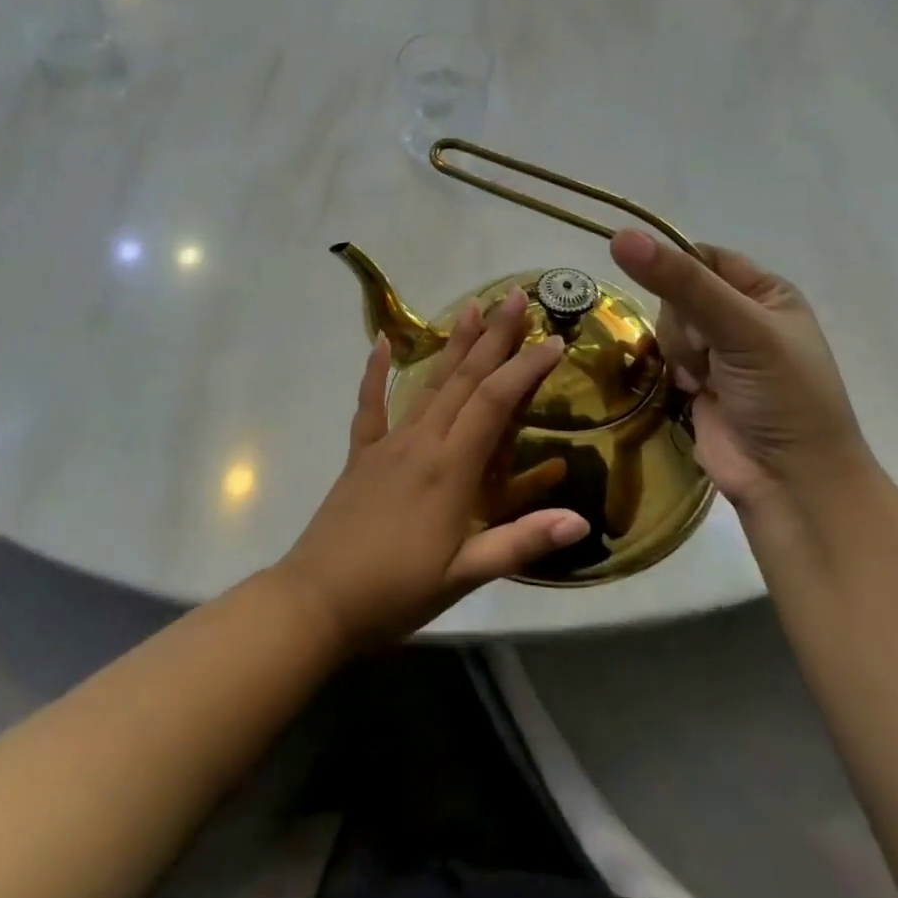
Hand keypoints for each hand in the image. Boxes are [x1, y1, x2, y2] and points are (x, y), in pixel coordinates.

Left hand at [275, 288, 588, 648]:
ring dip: (452, 345)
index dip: (525, 369)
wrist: (317, 600)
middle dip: (493, 338)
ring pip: (427, 384)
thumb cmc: (396, 591)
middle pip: (464, 379)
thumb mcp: (465, 575)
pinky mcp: (361, 454)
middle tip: (514, 297)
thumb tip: (580, 520)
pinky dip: (375, 372)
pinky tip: (379, 341)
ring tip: (470, 308)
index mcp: (451, 469)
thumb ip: (521, 542)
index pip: (494, 403)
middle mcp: (421, 442)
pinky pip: (369, 405)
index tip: (554, 341)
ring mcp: (387, 444)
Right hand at [608, 230, 877, 523]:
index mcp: (766, 292)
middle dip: (682, 321)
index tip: (668, 291)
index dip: (678, 269)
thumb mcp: (740, 329)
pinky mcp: (695, 383)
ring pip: (666, 325)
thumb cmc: (782, 396)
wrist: (790, 482)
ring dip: (679, 351)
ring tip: (703, 380)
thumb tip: (621, 237)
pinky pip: (663, 356)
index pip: (703, 257)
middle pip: (677, 291)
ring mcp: (717, 352)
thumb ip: (682, 283)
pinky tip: (690, 390)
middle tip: (707, 351)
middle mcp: (741, 316)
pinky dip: (671, 370)